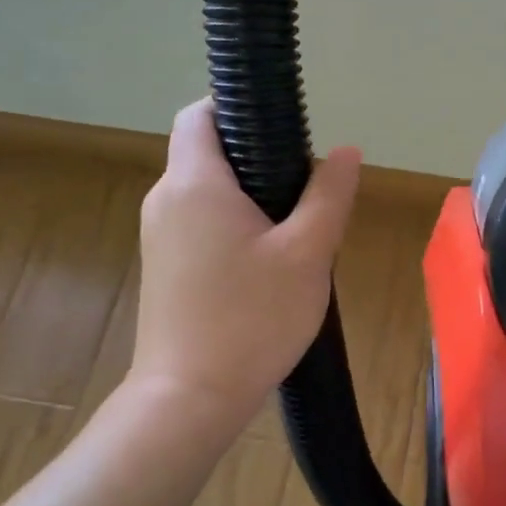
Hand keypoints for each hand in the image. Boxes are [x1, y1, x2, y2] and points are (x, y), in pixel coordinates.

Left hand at [129, 99, 360, 434]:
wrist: (189, 399)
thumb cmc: (251, 319)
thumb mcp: (307, 254)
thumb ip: (329, 195)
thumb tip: (346, 151)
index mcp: (194, 183)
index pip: (200, 114)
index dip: (237, 105)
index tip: (283, 126)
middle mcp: (165, 199)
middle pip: (207, 152)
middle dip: (256, 156)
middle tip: (306, 187)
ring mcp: (158, 235)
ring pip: (206, 191)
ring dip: (248, 195)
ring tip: (295, 229)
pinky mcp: (163, 266)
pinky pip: (199, 222)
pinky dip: (232, 224)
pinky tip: (267, 262)